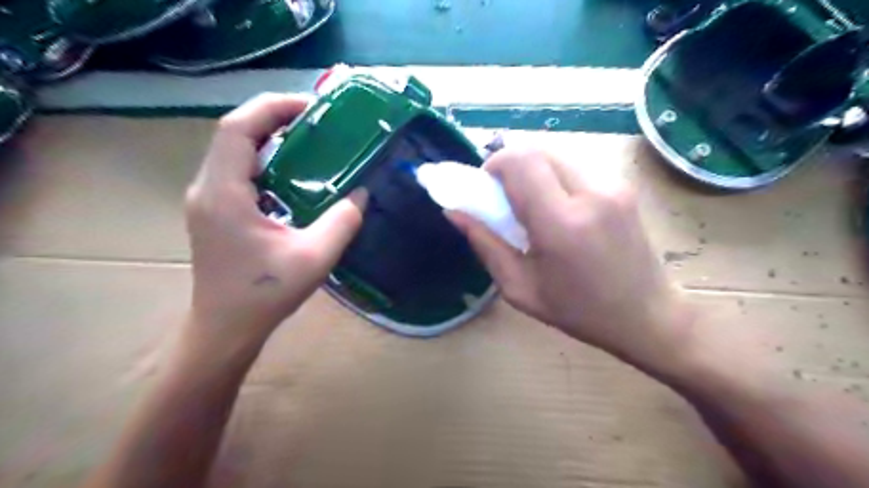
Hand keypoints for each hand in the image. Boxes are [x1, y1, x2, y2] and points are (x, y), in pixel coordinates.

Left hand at [184, 93, 365, 353]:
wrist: (225, 328)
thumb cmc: (264, 296)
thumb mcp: (314, 259)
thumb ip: (342, 222)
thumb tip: (362, 193)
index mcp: (224, 194)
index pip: (238, 128)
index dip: (273, 108)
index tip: (312, 107)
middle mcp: (207, 188)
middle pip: (235, 133)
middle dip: (276, 117)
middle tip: (318, 120)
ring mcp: (208, 199)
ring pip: (235, 150)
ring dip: (270, 136)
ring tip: (310, 138)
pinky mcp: (215, 210)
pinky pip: (238, 169)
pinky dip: (266, 159)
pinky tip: (293, 171)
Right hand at [448, 146, 692, 364]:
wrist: (647, 316)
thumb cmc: (578, 311)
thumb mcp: (520, 288)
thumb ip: (485, 244)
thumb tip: (455, 212)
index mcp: (560, 223)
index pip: (520, 161)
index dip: (495, 164)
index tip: (487, 188)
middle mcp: (590, 193)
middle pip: (537, 150)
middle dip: (511, 165)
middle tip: (505, 197)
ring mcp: (612, 185)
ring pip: (556, 155)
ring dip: (533, 171)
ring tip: (532, 206)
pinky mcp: (623, 186)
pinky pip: (575, 167)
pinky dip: (554, 178)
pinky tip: (558, 209)